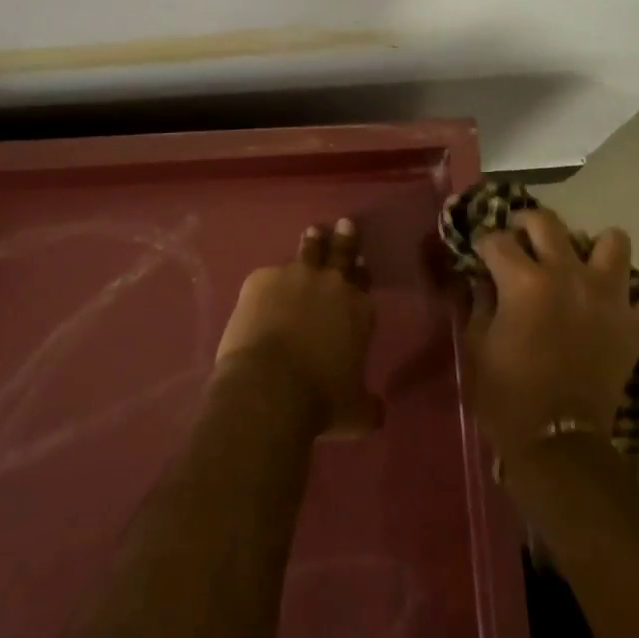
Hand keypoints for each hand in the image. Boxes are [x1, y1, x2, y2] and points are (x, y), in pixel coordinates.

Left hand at [216, 218, 380, 437]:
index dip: (362, 271)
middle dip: (344, 238)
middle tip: (344, 224)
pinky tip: (261, 290)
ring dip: (312, 243)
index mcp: (359, 309)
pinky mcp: (260, 279)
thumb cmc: (321, 401)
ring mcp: (295, 276)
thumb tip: (379, 413)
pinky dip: (268, 282)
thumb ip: (368, 405)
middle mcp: (331, 284)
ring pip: (308, 251)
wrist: (270, 387)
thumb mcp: (356, 412)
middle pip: (341, 252)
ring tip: (313, 233)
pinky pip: (267, 275)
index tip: (361, 262)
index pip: (364, 280)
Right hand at [462, 207, 638, 461]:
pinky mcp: (635, 327)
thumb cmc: (506, 394)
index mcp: (523, 280)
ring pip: (614, 242)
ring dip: (597, 248)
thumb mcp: (476, 345)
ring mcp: (608, 298)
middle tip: (521, 237)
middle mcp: (567, 275)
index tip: (480, 255)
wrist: (556, 443)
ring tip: (583, 265)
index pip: (496, 240)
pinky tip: (621, 311)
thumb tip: (484, 279)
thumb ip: (479, 302)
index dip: (483, 245)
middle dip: (527, 222)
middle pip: (548, 222)